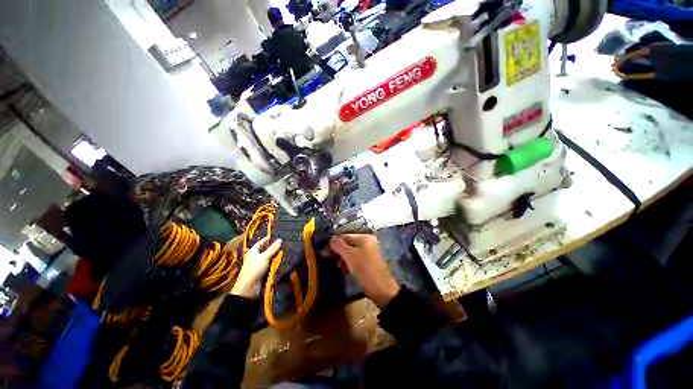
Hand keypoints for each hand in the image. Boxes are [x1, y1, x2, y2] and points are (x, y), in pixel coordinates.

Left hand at [231, 236, 281, 297]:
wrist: (249, 287)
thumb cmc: (254, 269)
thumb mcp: (264, 257)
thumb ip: (272, 248)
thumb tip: (280, 239)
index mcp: (253, 252)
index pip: (260, 243)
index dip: (266, 239)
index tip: (273, 236)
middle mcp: (255, 257)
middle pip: (265, 250)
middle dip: (273, 248)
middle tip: (282, 244)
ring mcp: (258, 265)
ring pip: (268, 258)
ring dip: (275, 256)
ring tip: (284, 251)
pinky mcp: (262, 272)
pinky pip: (269, 265)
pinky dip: (274, 262)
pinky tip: (281, 261)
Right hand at [329, 234, 399, 307]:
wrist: (382, 289)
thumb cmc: (365, 269)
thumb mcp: (350, 256)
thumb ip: (339, 246)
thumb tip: (330, 239)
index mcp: (364, 237)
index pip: (345, 236)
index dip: (333, 243)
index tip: (323, 251)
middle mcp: (367, 242)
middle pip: (348, 243)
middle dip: (337, 250)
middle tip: (326, 258)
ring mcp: (368, 252)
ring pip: (350, 252)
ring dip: (342, 258)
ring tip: (335, 265)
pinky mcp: (368, 262)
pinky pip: (354, 259)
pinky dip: (348, 263)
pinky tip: (343, 270)